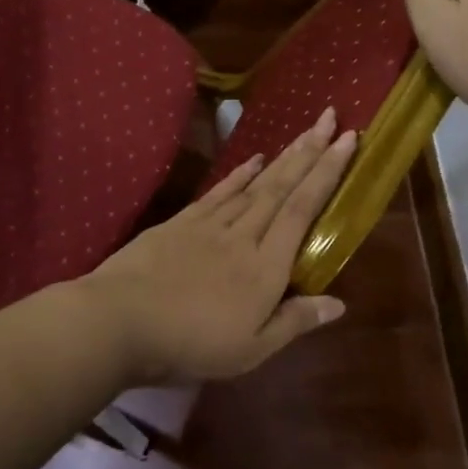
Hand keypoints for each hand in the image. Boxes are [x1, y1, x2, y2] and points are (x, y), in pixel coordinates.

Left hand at [81, 109, 356, 384]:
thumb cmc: (190, 344)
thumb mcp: (250, 350)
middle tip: (332, 118)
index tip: (347, 142)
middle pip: (281, 187)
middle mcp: (243, 236)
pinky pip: (219, 192)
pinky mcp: (180, 223)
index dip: (327, 174)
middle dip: (310, 152)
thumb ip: (294, 322)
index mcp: (265, 268)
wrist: (120, 321)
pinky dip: (239, 174)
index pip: (302, 211)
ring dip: (282, 157)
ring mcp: (209, 226)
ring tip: (304, 132)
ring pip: (254, 185)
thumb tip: (339, 304)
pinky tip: (254, 160)